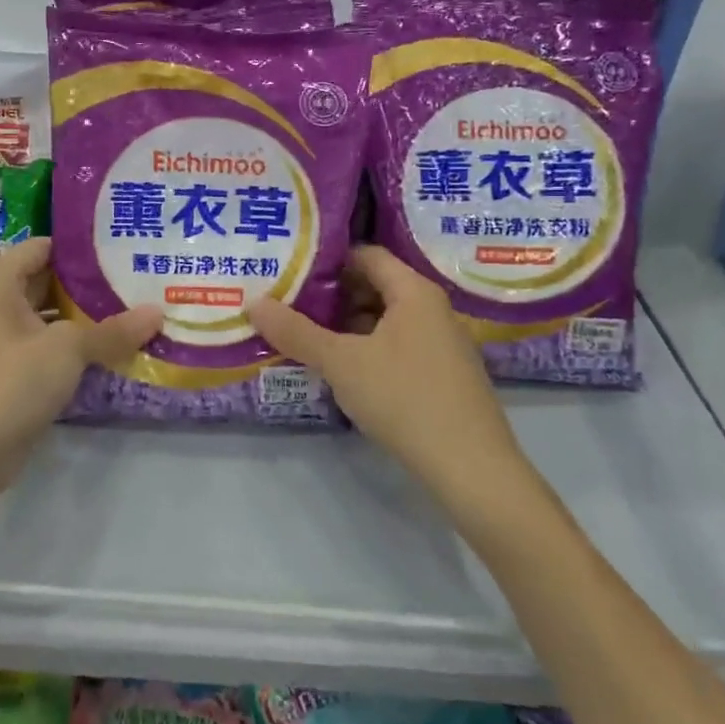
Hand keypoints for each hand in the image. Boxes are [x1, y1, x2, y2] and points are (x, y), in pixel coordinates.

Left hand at [0, 238, 161, 481]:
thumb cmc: (10, 385)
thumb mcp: (67, 350)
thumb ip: (113, 330)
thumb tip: (158, 311)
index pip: (41, 247)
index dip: (79, 246)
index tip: (121, 248)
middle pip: (47, 281)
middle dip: (90, 284)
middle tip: (138, 280)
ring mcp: (0, 344)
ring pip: (49, 318)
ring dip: (85, 319)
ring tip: (134, 312)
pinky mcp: (8, 376)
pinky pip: (46, 349)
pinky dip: (74, 348)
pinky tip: (112, 352)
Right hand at [248, 246, 534, 500]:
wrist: (471, 468)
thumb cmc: (404, 398)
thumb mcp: (341, 363)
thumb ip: (296, 332)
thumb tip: (253, 303)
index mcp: (414, 291)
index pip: (366, 255)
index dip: (327, 259)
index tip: (290, 269)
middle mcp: (432, 308)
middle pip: (375, 285)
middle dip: (332, 295)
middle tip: (288, 303)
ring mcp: (442, 343)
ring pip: (385, 319)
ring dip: (346, 325)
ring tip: (305, 335)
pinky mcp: (443, 374)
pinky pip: (398, 345)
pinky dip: (367, 347)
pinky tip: (342, 369)